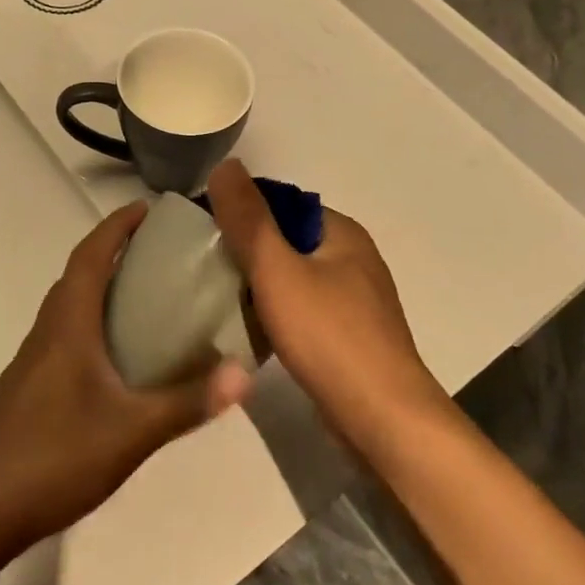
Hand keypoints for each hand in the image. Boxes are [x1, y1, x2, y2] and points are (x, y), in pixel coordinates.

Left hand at [0, 202, 252, 549]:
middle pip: (80, 275)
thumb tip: (243, 375)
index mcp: (68, 325)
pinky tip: (120, 360)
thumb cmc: (53, 455)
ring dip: (103, 290)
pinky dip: (94, 325)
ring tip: (149, 300)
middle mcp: (48, 332)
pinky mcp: (31, 388)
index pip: (91, 256)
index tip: (148, 208)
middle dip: (115, 253)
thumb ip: (187, 402)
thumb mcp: (131, 431)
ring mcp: (34, 361)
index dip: (117, 226)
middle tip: (161, 255)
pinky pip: (67, 336)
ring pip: (71, 308)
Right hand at [207, 160, 446, 453]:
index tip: (202, 233)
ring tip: (216, 300)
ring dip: (257, 286)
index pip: (281, 204)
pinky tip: (249, 332)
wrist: (383, 419)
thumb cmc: (329, 336)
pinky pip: (302, 311)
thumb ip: (249, 219)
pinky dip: (275, 314)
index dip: (240, 212)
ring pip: (292, 278)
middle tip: (202, 269)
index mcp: (341, 232)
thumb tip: (225, 165)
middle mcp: (353, 258)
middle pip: (286, 241)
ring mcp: (355, 300)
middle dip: (245, 252)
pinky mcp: (349, 336)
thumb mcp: (278, 270)